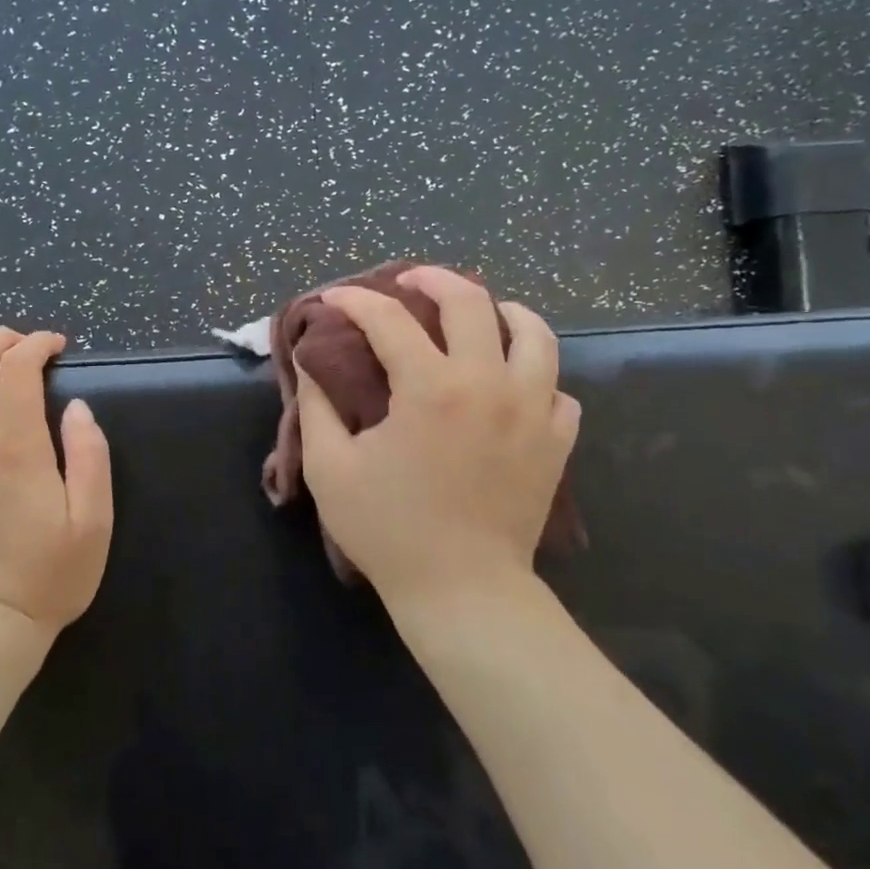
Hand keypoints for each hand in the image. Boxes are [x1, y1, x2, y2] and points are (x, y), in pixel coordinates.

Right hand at [294, 267, 579, 614]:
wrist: (462, 590)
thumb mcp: (330, 469)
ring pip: (534, 332)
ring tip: (479, 315)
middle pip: (471, 301)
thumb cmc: (388, 530)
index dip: (354, 301)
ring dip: (502, 311)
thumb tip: (312, 365)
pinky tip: (510, 384)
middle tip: (409, 281)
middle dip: (433, 278)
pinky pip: (557, 387)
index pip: (388, 319)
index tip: (334, 300)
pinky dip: (533, 374)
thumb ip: (318, 408)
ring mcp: (533, 409)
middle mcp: (488, 383)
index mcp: (429, 387)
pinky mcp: (556, 441)